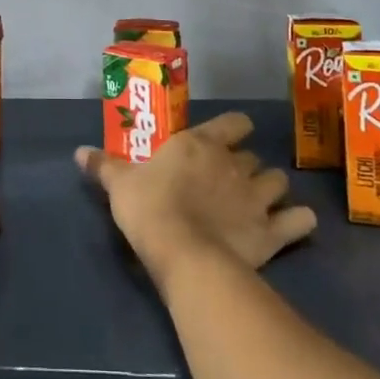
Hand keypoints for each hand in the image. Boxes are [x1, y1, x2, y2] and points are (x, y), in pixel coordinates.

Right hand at [76, 112, 315, 290]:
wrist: (184, 254)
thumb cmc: (150, 209)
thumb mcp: (121, 185)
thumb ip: (105, 166)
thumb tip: (79, 152)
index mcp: (201, 144)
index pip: (234, 123)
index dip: (235, 129)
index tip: (229, 138)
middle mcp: (234, 164)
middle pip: (253, 156)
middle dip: (246, 165)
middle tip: (232, 181)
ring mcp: (257, 197)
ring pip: (278, 182)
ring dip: (272, 189)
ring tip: (261, 202)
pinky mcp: (272, 232)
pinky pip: (299, 221)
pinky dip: (300, 222)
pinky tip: (294, 226)